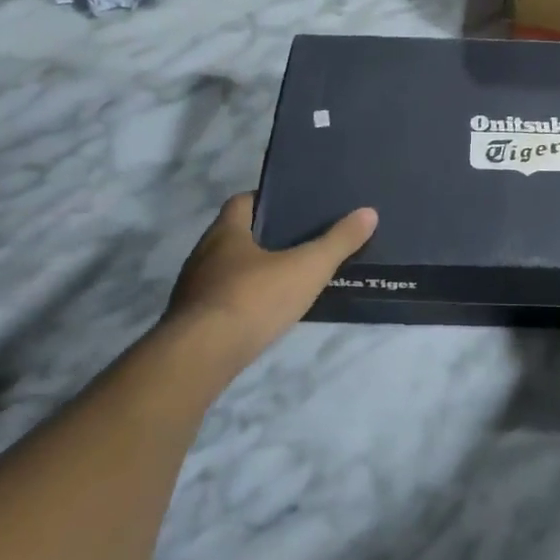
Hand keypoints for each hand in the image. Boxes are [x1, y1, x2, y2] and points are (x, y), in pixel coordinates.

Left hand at [164, 193, 377, 376]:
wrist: (200, 357)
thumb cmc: (253, 299)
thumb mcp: (307, 267)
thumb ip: (338, 241)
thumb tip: (369, 212)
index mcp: (226, 232)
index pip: (243, 202)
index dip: (267, 202)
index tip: (294, 208)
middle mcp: (203, 254)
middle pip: (235, 236)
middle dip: (263, 239)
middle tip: (300, 244)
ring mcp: (193, 290)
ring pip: (226, 271)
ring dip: (251, 273)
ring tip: (286, 280)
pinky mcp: (191, 323)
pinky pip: (220, 302)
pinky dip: (241, 303)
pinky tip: (262, 315)